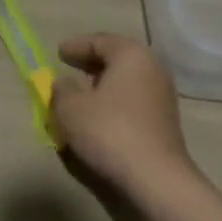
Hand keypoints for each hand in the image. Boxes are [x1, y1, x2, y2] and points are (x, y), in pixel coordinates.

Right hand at [50, 33, 196, 193]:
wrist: (155, 179)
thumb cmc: (109, 131)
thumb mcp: (70, 107)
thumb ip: (60, 90)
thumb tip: (63, 84)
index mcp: (131, 55)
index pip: (100, 41)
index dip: (76, 46)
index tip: (58, 52)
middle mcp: (152, 70)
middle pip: (117, 60)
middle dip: (91, 64)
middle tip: (69, 68)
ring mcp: (162, 98)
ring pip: (125, 83)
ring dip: (102, 87)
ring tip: (79, 95)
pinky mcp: (164, 124)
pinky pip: (132, 103)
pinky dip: (113, 104)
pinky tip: (97, 117)